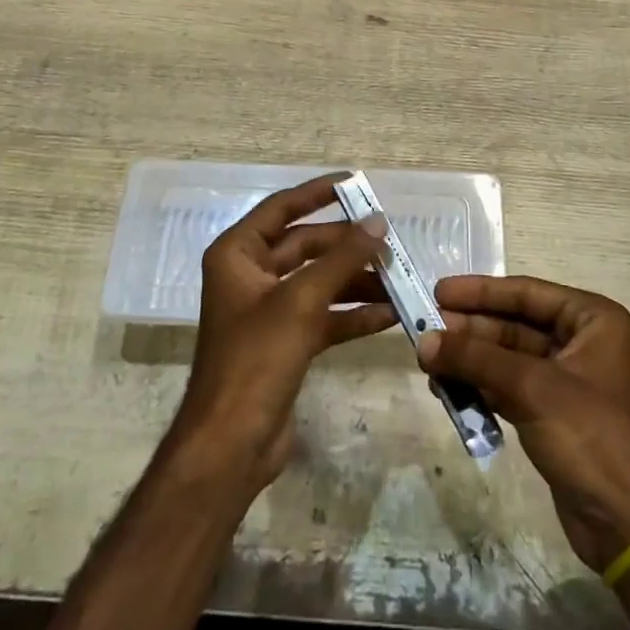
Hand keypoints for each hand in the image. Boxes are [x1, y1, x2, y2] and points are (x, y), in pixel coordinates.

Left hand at [170, 174, 394, 494]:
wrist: (231, 446)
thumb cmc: (256, 358)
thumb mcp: (301, 300)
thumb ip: (342, 258)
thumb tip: (378, 222)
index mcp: (238, 254)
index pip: (282, 208)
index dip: (317, 193)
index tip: (355, 183)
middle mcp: (251, 276)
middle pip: (306, 246)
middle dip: (347, 246)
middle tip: (389, 242)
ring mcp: (269, 311)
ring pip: (319, 282)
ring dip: (356, 282)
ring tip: (398, 280)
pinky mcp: (286, 343)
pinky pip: (324, 316)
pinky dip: (353, 315)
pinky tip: (390, 316)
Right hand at [419, 276, 629, 572]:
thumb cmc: (592, 437)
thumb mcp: (532, 389)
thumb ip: (476, 359)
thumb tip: (423, 341)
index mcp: (592, 319)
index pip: (527, 293)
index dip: (481, 292)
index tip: (439, 291)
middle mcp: (581, 341)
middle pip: (514, 324)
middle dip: (471, 329)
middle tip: (424, 328)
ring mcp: (566, 379)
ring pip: (508, 356)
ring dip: (471, 358)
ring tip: (428, 360)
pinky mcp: (552, 413)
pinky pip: (509, 386)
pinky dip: (481, 386)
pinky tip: (448, 387)